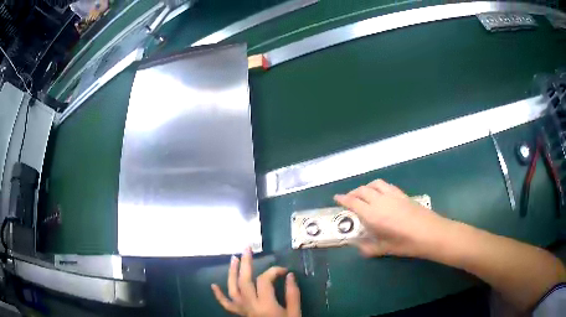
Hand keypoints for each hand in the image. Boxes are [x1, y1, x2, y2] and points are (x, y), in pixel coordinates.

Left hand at [211, 248, 300, 316]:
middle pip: (244, 281)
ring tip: (233, 258)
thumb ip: (292, 295)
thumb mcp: (294, 313)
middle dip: (246, 263)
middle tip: (247, 248)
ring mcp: (242, 310)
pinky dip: (219, 295)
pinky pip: (226, 305)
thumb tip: (289, 275)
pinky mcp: (239, 314)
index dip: (274, 271)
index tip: (284, 270)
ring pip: (232, 289)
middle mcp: (250, 305)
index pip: (264, 280)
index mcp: (265, 305)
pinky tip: (213, 285)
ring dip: (231, 273)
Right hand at [334, 179, 448, 257]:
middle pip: (362, 190)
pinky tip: (381, 194)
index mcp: (373, 215)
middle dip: (352, 192)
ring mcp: (392, 195)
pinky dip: (378, 186)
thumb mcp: (385, 249)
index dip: (342, 199)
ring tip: (364, 194)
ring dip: (365, 187)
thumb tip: (359, 247)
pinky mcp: (402, 194)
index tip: (336, 198)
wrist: (430, 233)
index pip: (353, 202)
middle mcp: (380, 201)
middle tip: (348, 199)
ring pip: (374, 184)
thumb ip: (369, 248)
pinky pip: (386, 185)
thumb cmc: (406, 243)